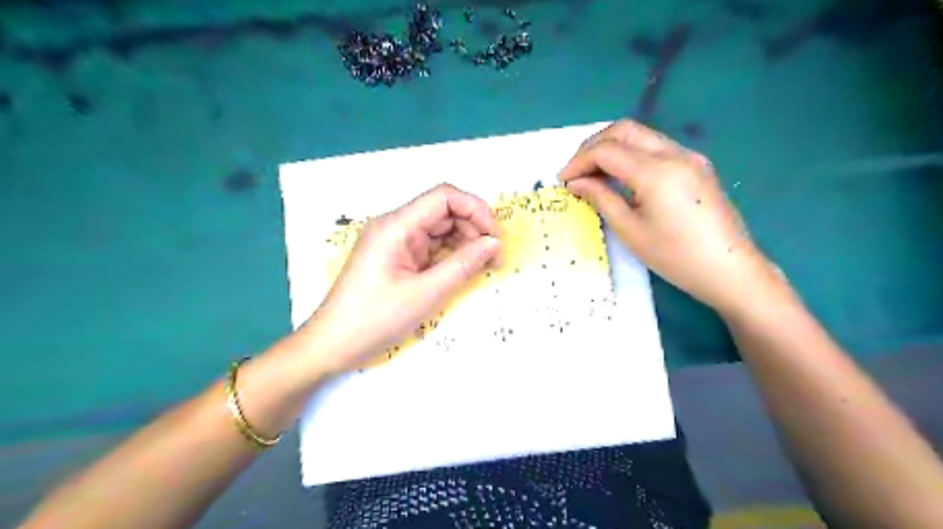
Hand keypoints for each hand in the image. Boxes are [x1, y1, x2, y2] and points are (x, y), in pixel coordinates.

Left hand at [301, 185, 499, 373]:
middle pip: (443, 212)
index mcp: (396, 225)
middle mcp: (395, 226)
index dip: (475, 209)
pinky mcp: (397, 257)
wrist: (333, 345)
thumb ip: (463, 265)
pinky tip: (463, 270)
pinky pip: (430, 247)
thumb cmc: (375, 319)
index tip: (495, 237)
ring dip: (464, 243)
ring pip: (439, 230)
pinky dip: (450, 255)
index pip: (444, 197)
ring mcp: (395, 242)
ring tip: (483, 266)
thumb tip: (494, 243)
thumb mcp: (426, 294)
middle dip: (473, 229)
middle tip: (494, 258)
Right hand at [558, 122, 780, 316]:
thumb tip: (576, 182)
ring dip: (612, 147)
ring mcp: (689, 156)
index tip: (563, 180)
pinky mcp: (696, 165)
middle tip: (576, 171)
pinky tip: (622, 176)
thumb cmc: (675, 257)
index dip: (579, 161)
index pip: (607, 150)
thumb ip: (601, 198)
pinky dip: (631, 154)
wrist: (730, 270)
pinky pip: (656, 148)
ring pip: (641, 135)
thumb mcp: (630, 230)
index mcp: (656, 171)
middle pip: (624, 130)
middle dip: (593, 146)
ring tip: (594, 174)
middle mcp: (674, 153)